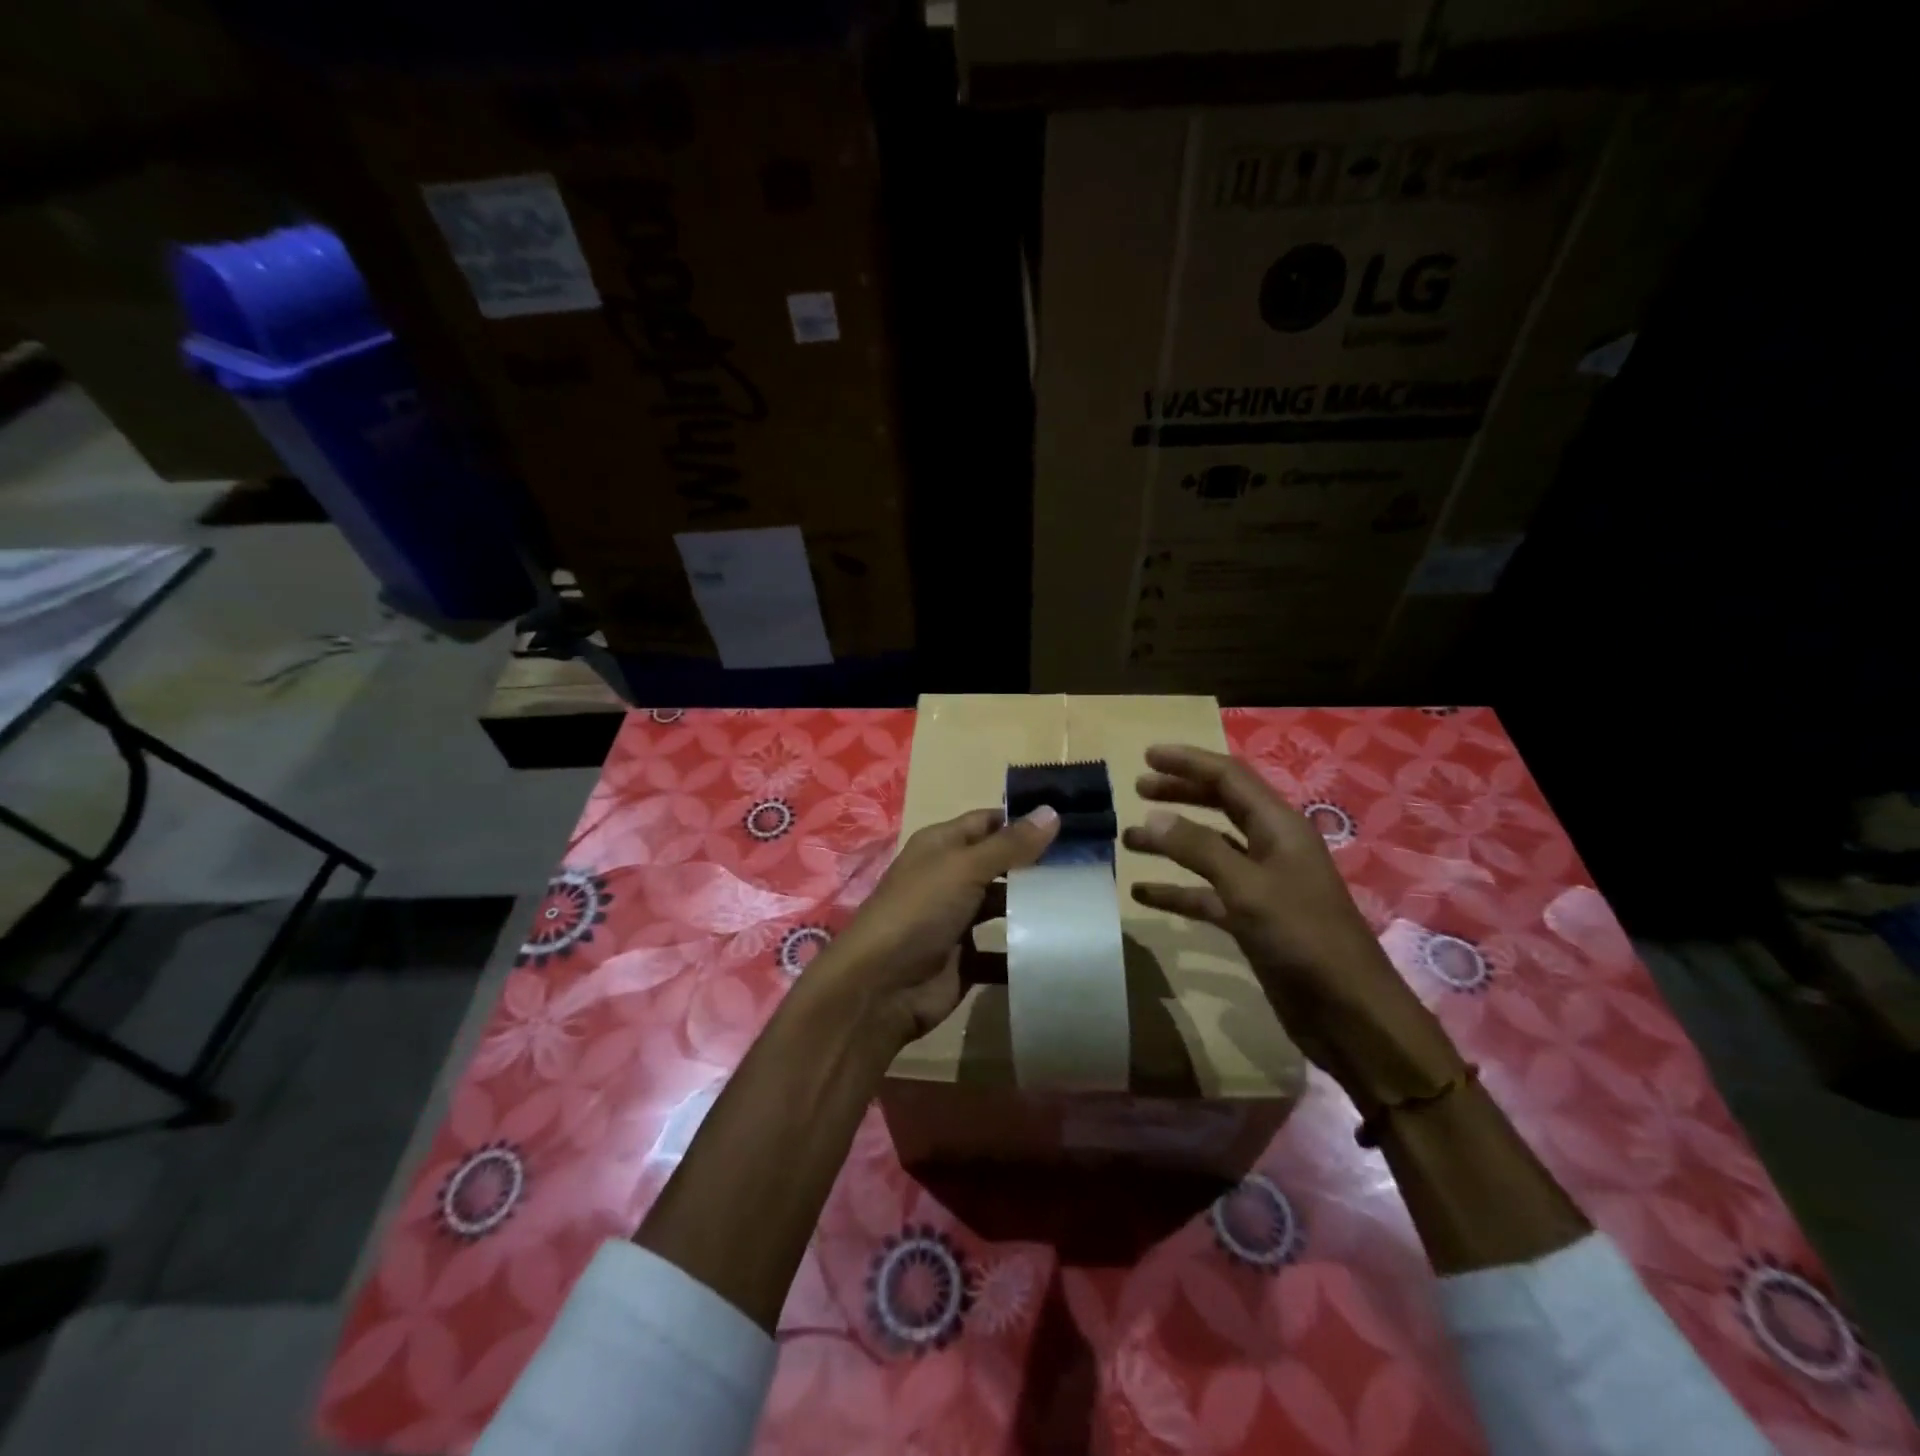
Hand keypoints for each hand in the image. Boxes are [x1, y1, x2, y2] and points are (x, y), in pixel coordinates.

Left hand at [803, 805, 1060, 1048]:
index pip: (989, 822)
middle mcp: (949, 878)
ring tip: (1085, 903)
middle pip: (1000, 864)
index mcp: (942, 846)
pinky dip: (1025, 951)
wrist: (880, 988)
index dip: (1025, 820)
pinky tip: (1062, 947)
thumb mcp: (964, 868)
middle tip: (1090, 864)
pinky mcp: (966, 960)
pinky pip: (1003, 952)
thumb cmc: (918, 912)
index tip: (1074, 822)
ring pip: (1003, 907)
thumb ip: (1009, 844)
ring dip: (1035, 907)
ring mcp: (957, 920)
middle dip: (1037, 864)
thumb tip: (1052, 811)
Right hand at [1122, 744, 1461, 1108]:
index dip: (1189, 762)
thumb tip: (1152, 817)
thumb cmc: (1304, 939)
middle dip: (1180, 793)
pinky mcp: (1252, 920)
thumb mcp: (1249, 888)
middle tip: (1138, 787)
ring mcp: (1261, 885)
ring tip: (1129, 840)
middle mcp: (1270, 848)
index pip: (1229, 778)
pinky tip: (1142, 894)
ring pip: (1209, 850)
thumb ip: (1199, 849)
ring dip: (1171, 843)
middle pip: (1220, 806)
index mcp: (1279, 828)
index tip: (1147, 755)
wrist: (1348, 1015)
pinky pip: (1206, 894)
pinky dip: (1176, 890)